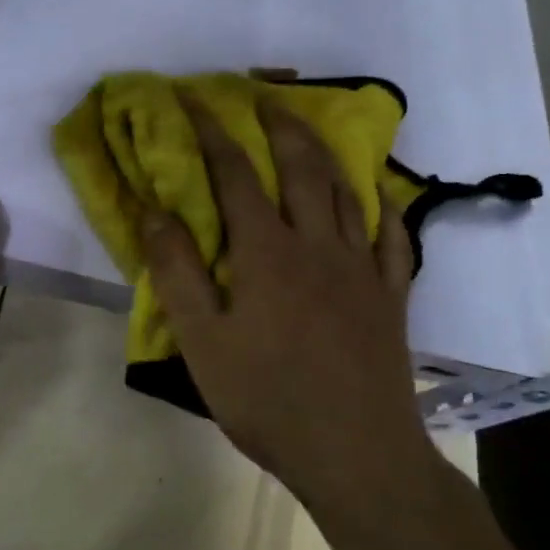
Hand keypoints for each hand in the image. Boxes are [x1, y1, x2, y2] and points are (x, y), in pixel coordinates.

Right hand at [139, 100, 437, 509]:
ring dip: (324, 151)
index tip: (195, 98)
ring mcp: (362, 269)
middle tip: (261, 94)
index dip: (213, 132)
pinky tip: (377, 192)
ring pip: (345, 191)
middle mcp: (318, 246)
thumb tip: (156, 211)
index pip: (235, 175)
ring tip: (307, 127)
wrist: (355, 454)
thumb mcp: (201, 342)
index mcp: (267, 253)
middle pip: (301, 167)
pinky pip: (393, 236)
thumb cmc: (266, 399)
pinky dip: (383, 205)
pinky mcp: (390, 296)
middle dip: (278, 124)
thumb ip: (177, 272)